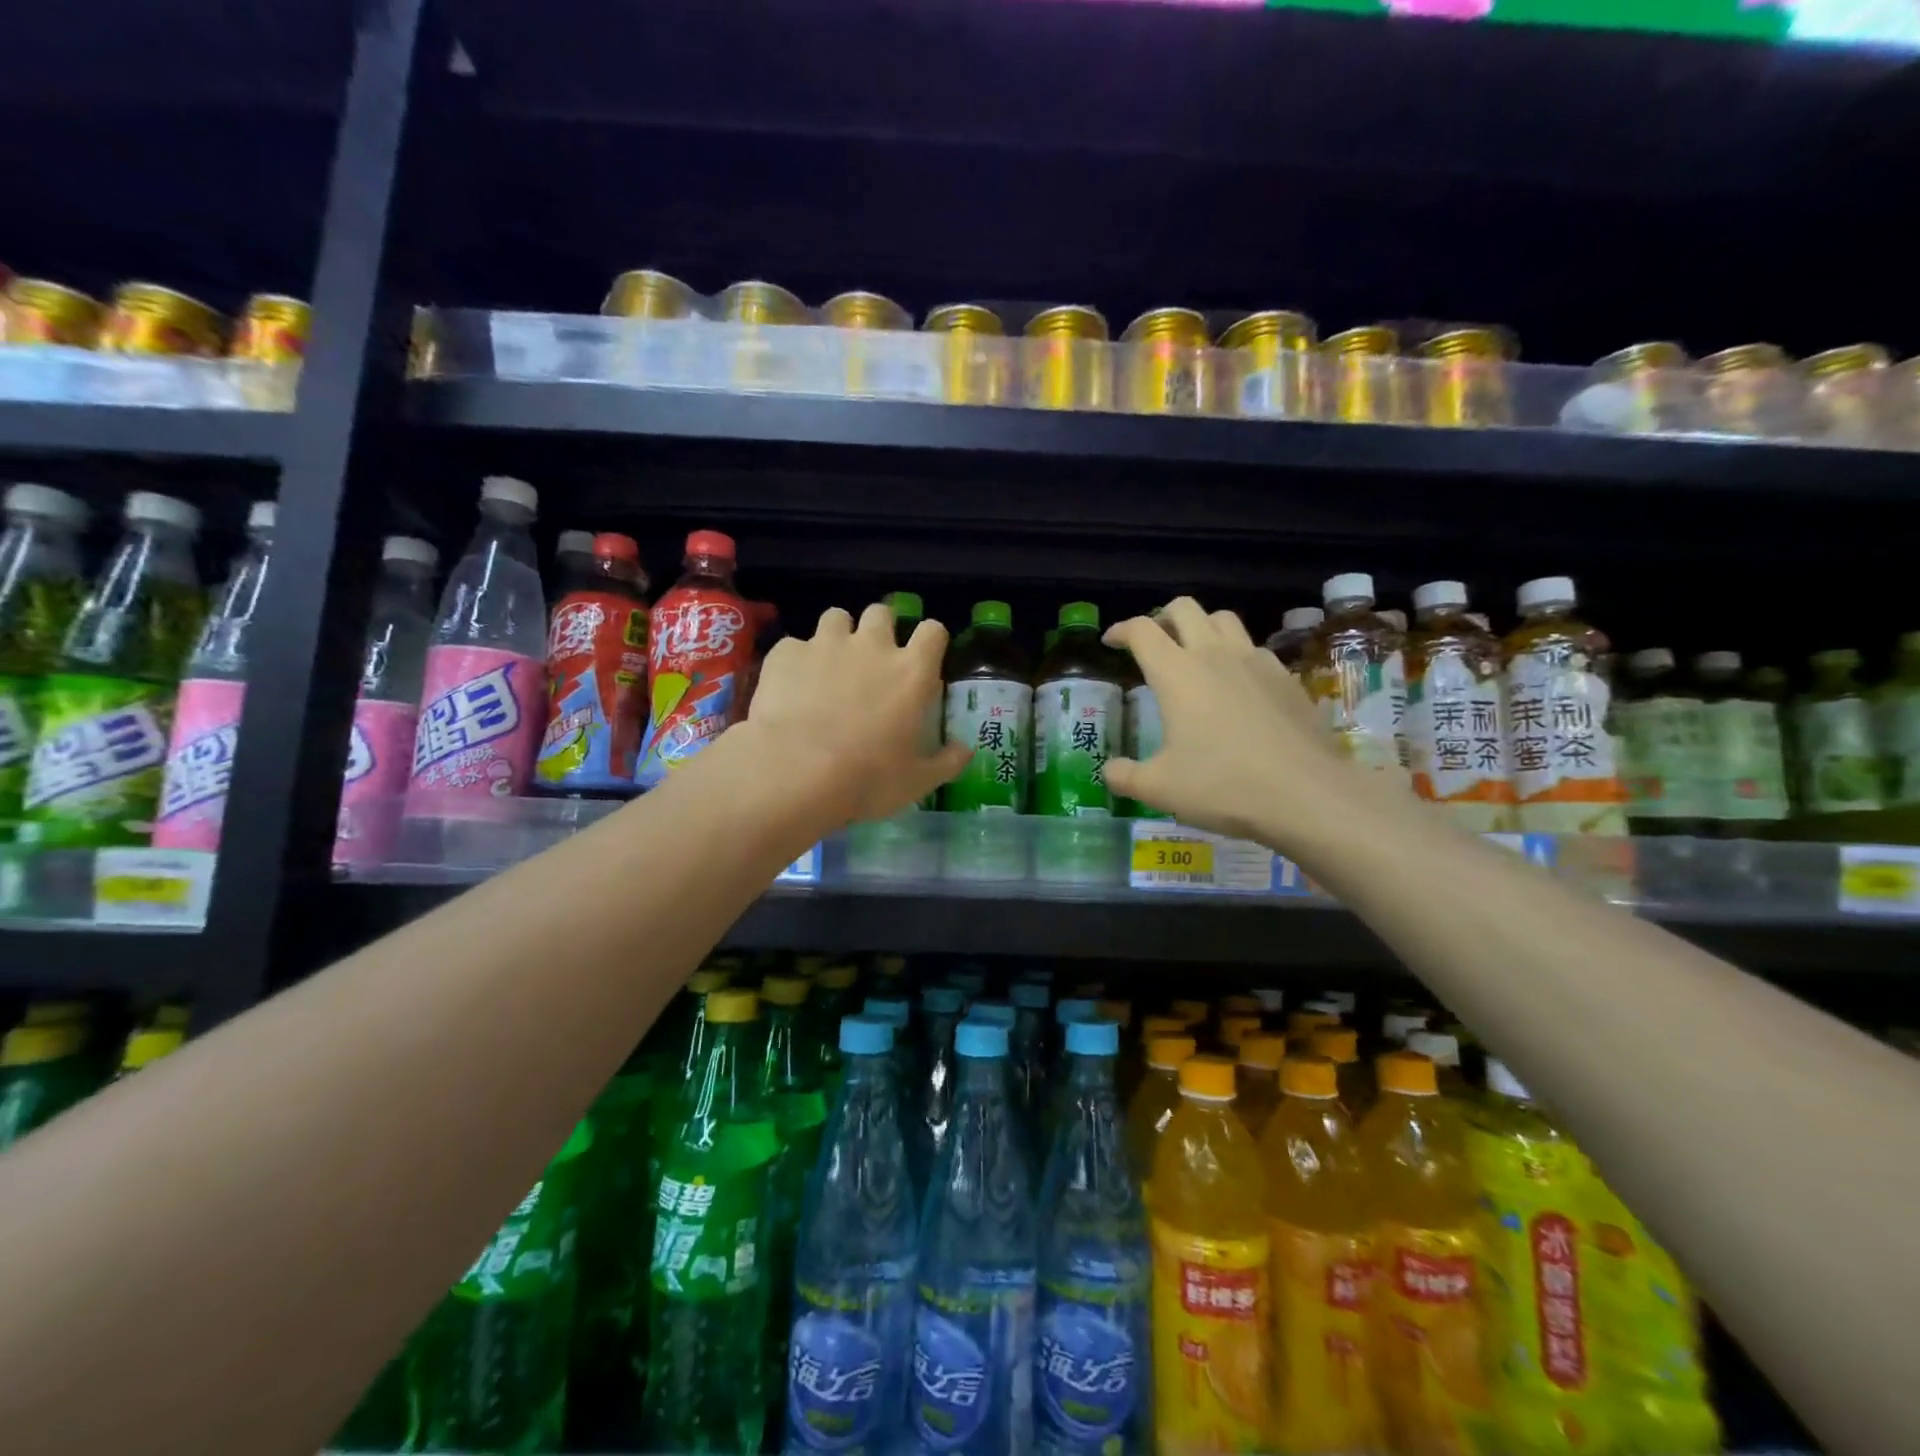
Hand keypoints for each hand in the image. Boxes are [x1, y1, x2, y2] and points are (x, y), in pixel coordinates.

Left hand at [743, 603, 971, 824]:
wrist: (796, 772)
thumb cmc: (868, 778)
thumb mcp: (918, 780)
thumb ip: (947, 761)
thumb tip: (965, 750)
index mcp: (911, 671)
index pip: (933, 631)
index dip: (930, 640)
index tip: (924, 658)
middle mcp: (872, 645)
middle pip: (882, 613)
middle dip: (880, 629)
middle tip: (873, 659)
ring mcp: (826, 644)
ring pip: (836, 617)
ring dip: (838, 635)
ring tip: (830, 664)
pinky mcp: (786, 654)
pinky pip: (794, 646)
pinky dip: (796, 661)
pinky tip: (791, 687)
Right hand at [1104, 597, 1368, 843]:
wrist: (1306, 793)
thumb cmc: (1222, 785)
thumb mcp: (1159, 788)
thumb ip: (1125, 776)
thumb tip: (1109, 771)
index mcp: (1176, 673)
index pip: (1142, 631)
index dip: (1122, 630)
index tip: (1111, 641)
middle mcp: (1215, 655)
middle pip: (1184, 609)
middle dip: (1162, 617)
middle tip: (1152, 642)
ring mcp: (1256, 662)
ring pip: (1224, 619)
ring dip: (1202, 627)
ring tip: (1194, 653)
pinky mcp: (1286, 678)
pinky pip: (1254, 648)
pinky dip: (1236, 654)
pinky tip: (1236, 684)